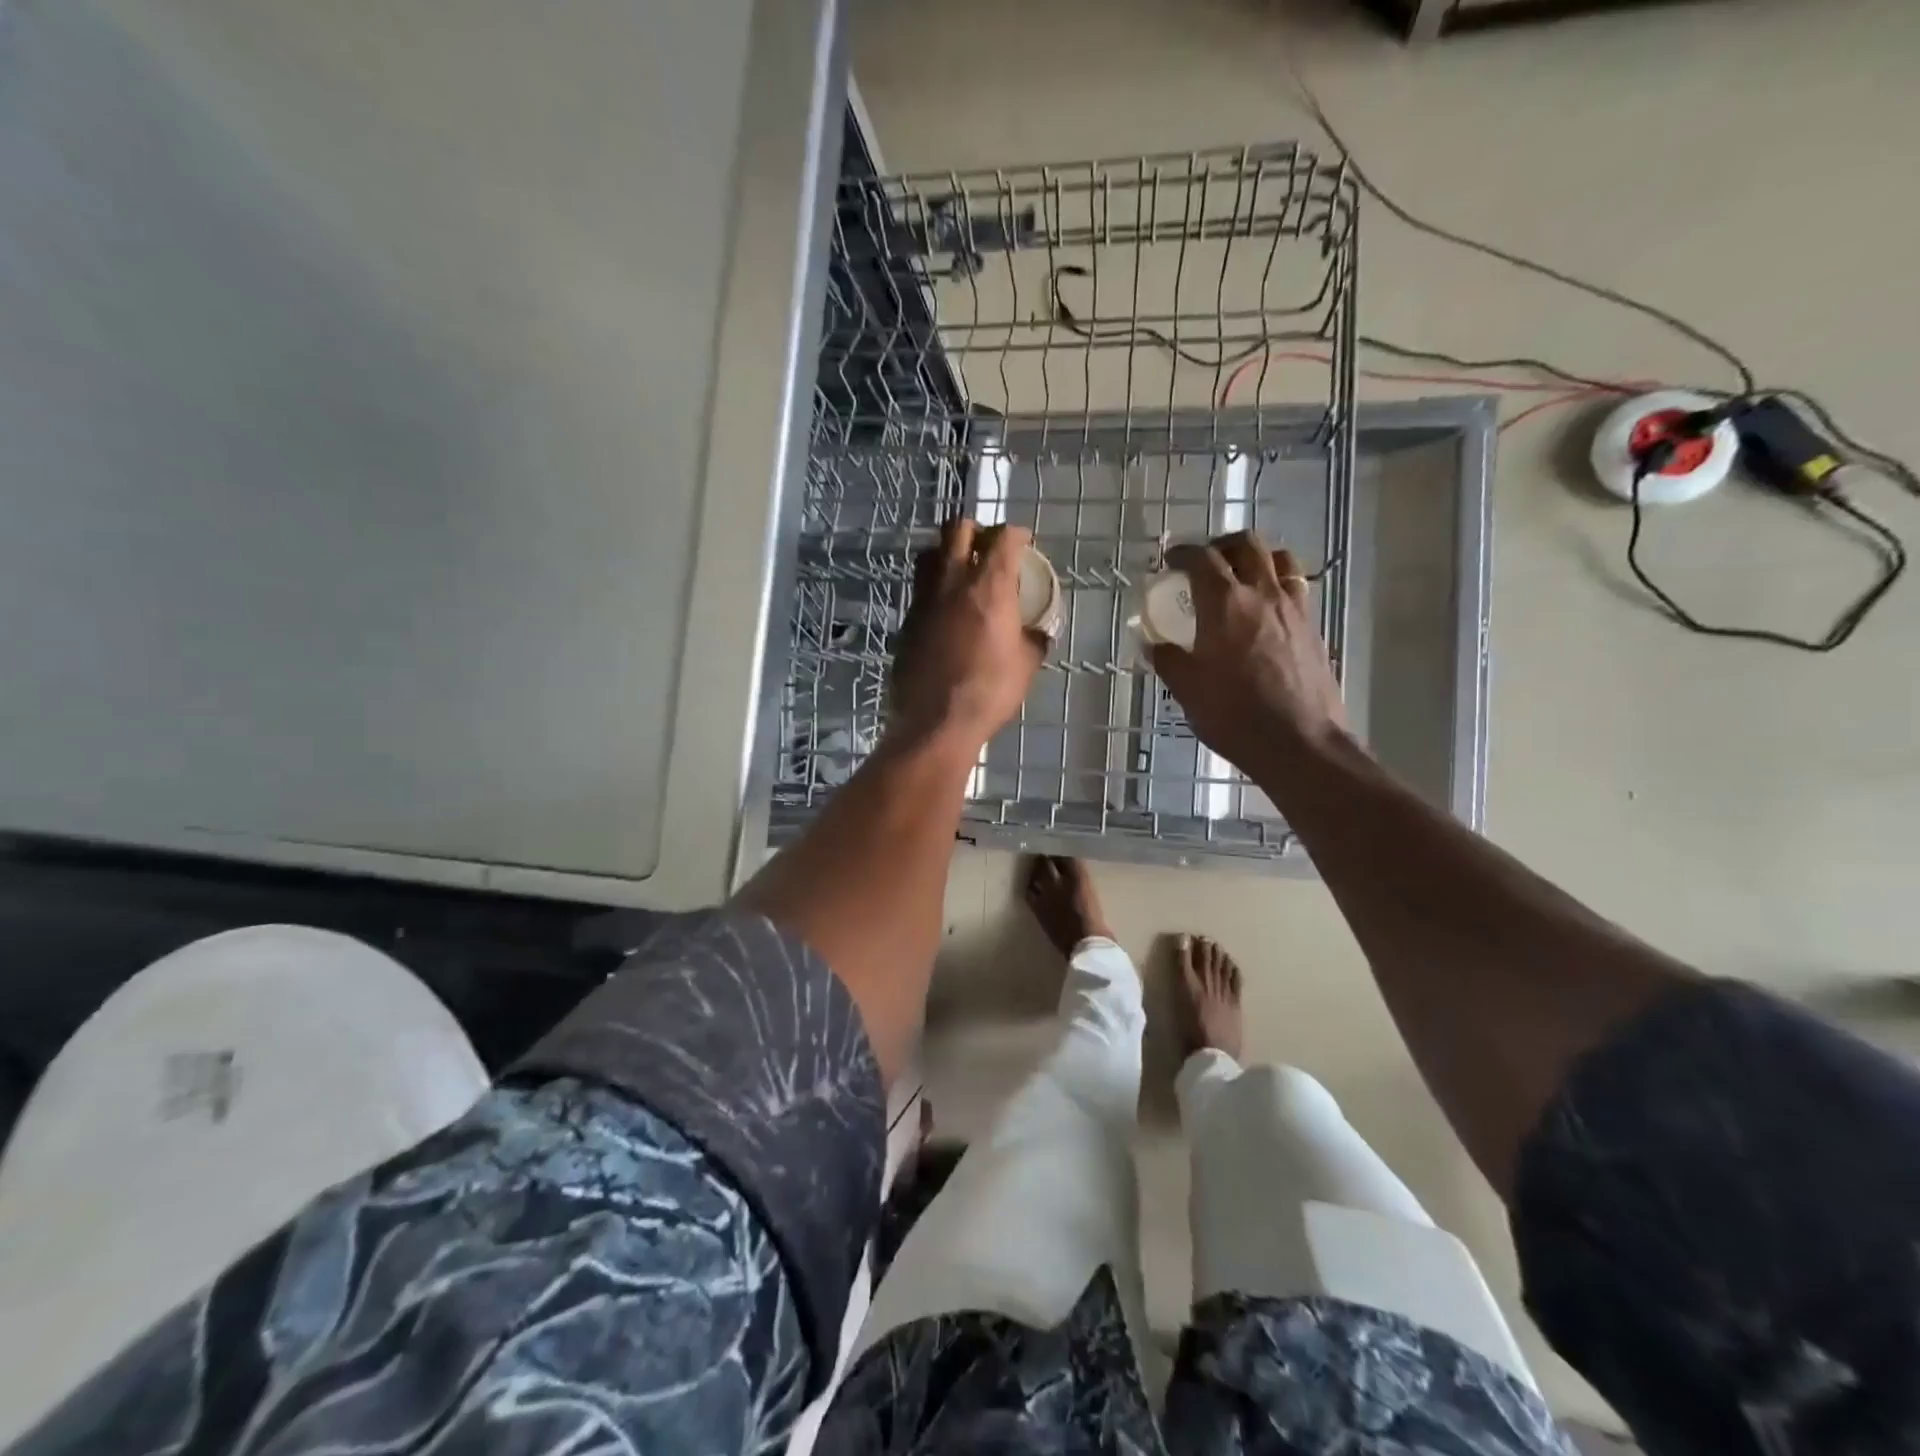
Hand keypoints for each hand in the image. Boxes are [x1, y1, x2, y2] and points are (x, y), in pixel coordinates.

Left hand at [890, 519, 1044, 752]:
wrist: (936, 722)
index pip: (1002, 538)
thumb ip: (1034, 639)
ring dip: (947, 553)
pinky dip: (935, 588)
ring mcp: (923, 600)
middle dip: (976, 530)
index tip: (1024, 542)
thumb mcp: (1027, 665)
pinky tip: (946, 610)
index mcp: (988, 587)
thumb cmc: (990, 691)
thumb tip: (1038, 632)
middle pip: (957, 530)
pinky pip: (920, 590)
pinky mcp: (907, 622)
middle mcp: (951, 583)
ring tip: (962, 572)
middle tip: (988, 548)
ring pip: (930, 554)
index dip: (1016, 533)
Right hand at [1149, 531, 1347, 774]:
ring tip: (1240, 577)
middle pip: (1247, 545)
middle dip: (1222, 545)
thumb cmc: (1235, 715)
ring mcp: (1294, 609)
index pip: (1202, 559)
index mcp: (1225, 603)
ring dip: (1256, 559)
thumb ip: (1168, 659)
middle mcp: (1263, 594)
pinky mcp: (1312, 628)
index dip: (1182, 553)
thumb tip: (1152, 644)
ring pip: (1279, 560)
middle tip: (1205, 562)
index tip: (1170, 559)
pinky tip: (1264, 610)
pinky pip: (1295, 588)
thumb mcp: (1187, 689)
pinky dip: (1276, 584)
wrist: (1300, 743)